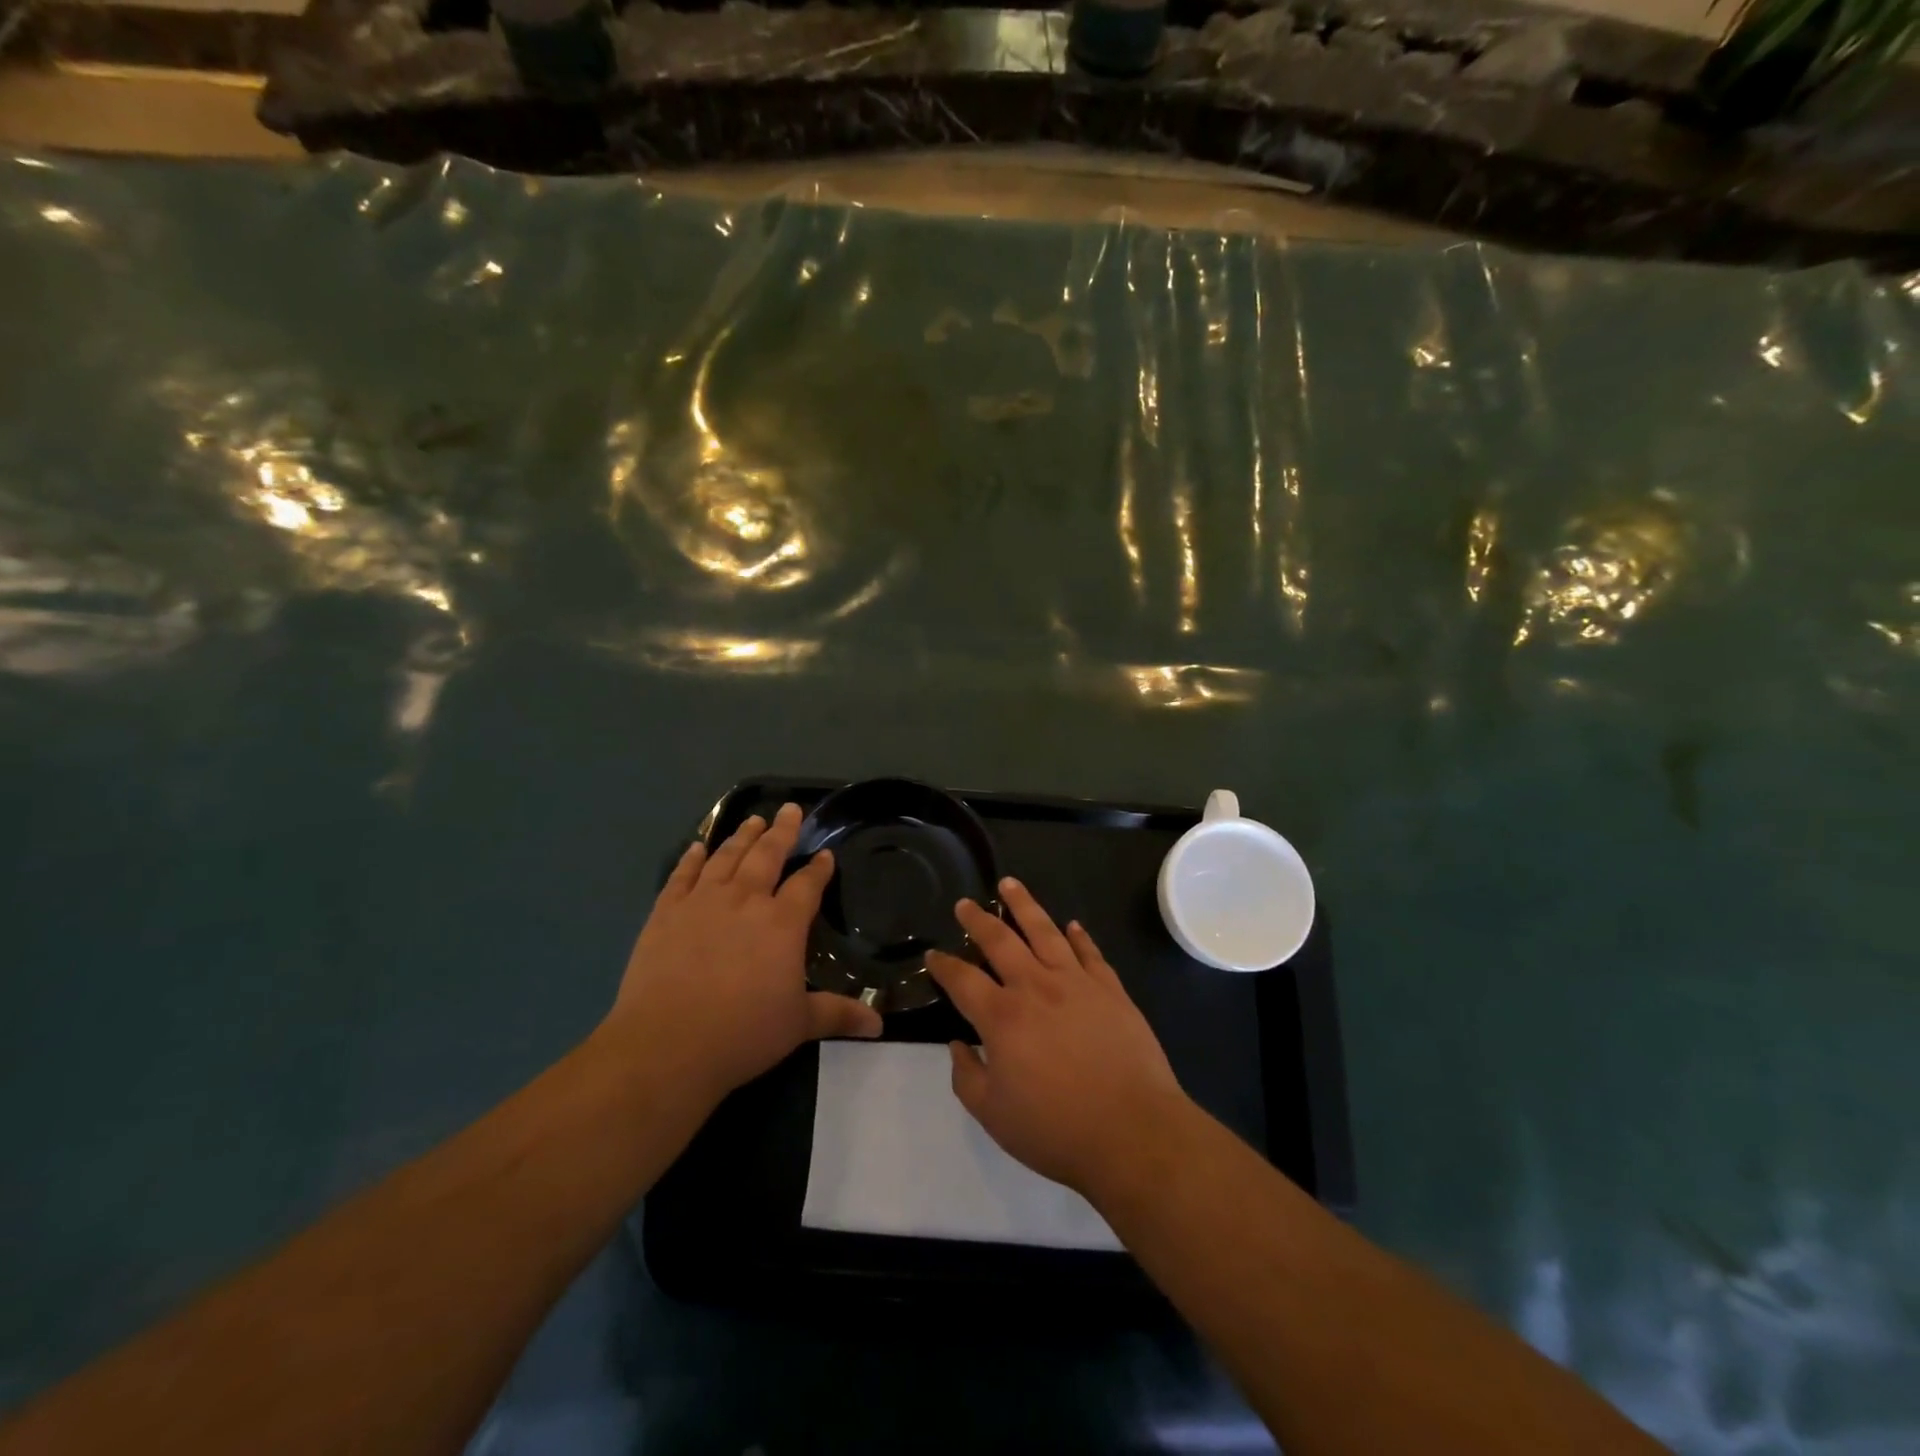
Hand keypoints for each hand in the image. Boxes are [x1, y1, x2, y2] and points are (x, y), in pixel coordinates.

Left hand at [607, 803, 881, 1099]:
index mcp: (782, 923)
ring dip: (742, 836)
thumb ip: (838, 1014)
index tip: (826, 854)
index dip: (819, 869)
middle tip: (790, 809)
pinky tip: (697, 847)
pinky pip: (681, 876)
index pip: (807, 885)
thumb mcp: (799, 1025)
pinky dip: (690, 859)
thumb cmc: (742, 1033)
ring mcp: (702, 902)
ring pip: (727, 857)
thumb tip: (879, 1025)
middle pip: (767, 855)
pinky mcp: (665, 912)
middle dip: (783, 831)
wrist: (666, 1044)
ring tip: (754, 820)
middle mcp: (745, 900)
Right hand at [926, 879, 1190, 1201]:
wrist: (1132, 1131)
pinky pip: (1090, 953)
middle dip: (978, 920)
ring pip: (1045, 932)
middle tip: (965, 904)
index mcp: (1002, 1017)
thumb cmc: (1056, 1129)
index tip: (933, 954)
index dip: (944, 965)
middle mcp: (1036, 987)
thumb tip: (959, 1045)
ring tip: (1010, 884)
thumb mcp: (994, 1115)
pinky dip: (1079, 936)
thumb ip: (967, 1077)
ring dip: (1024, 906)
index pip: (963, 980)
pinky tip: (1072, 925)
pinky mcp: (1111, 990)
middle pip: (1001, 941)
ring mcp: (1077, 983)